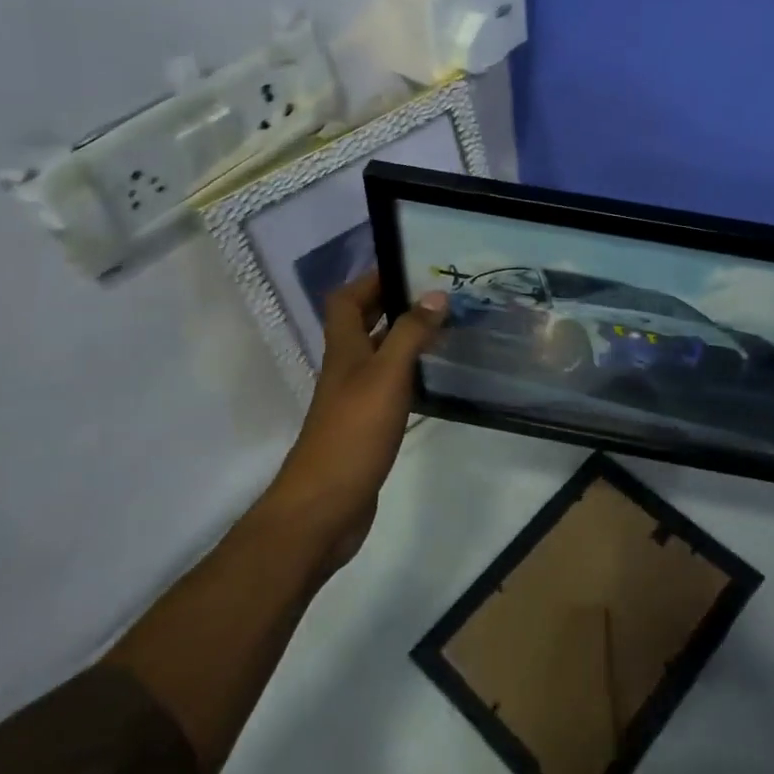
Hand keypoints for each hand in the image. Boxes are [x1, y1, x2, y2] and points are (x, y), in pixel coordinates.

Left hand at [268, 270, 445, 565]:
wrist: (324, 507)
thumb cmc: (353, 433)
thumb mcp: (386, 376)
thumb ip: (410, 334)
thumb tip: (436, 294)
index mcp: (344, 349)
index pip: (347, 299)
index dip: (371, 278)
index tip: (409, 266)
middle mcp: (347, 367)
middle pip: (364, 323)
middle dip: (396, 303)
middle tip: (440, 295)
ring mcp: (355, 397)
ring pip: (380, 354)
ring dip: (407, 337)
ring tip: (448, 327)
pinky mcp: (367, 425)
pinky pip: (390, 385)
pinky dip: (410, 373)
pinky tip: (436, 376)